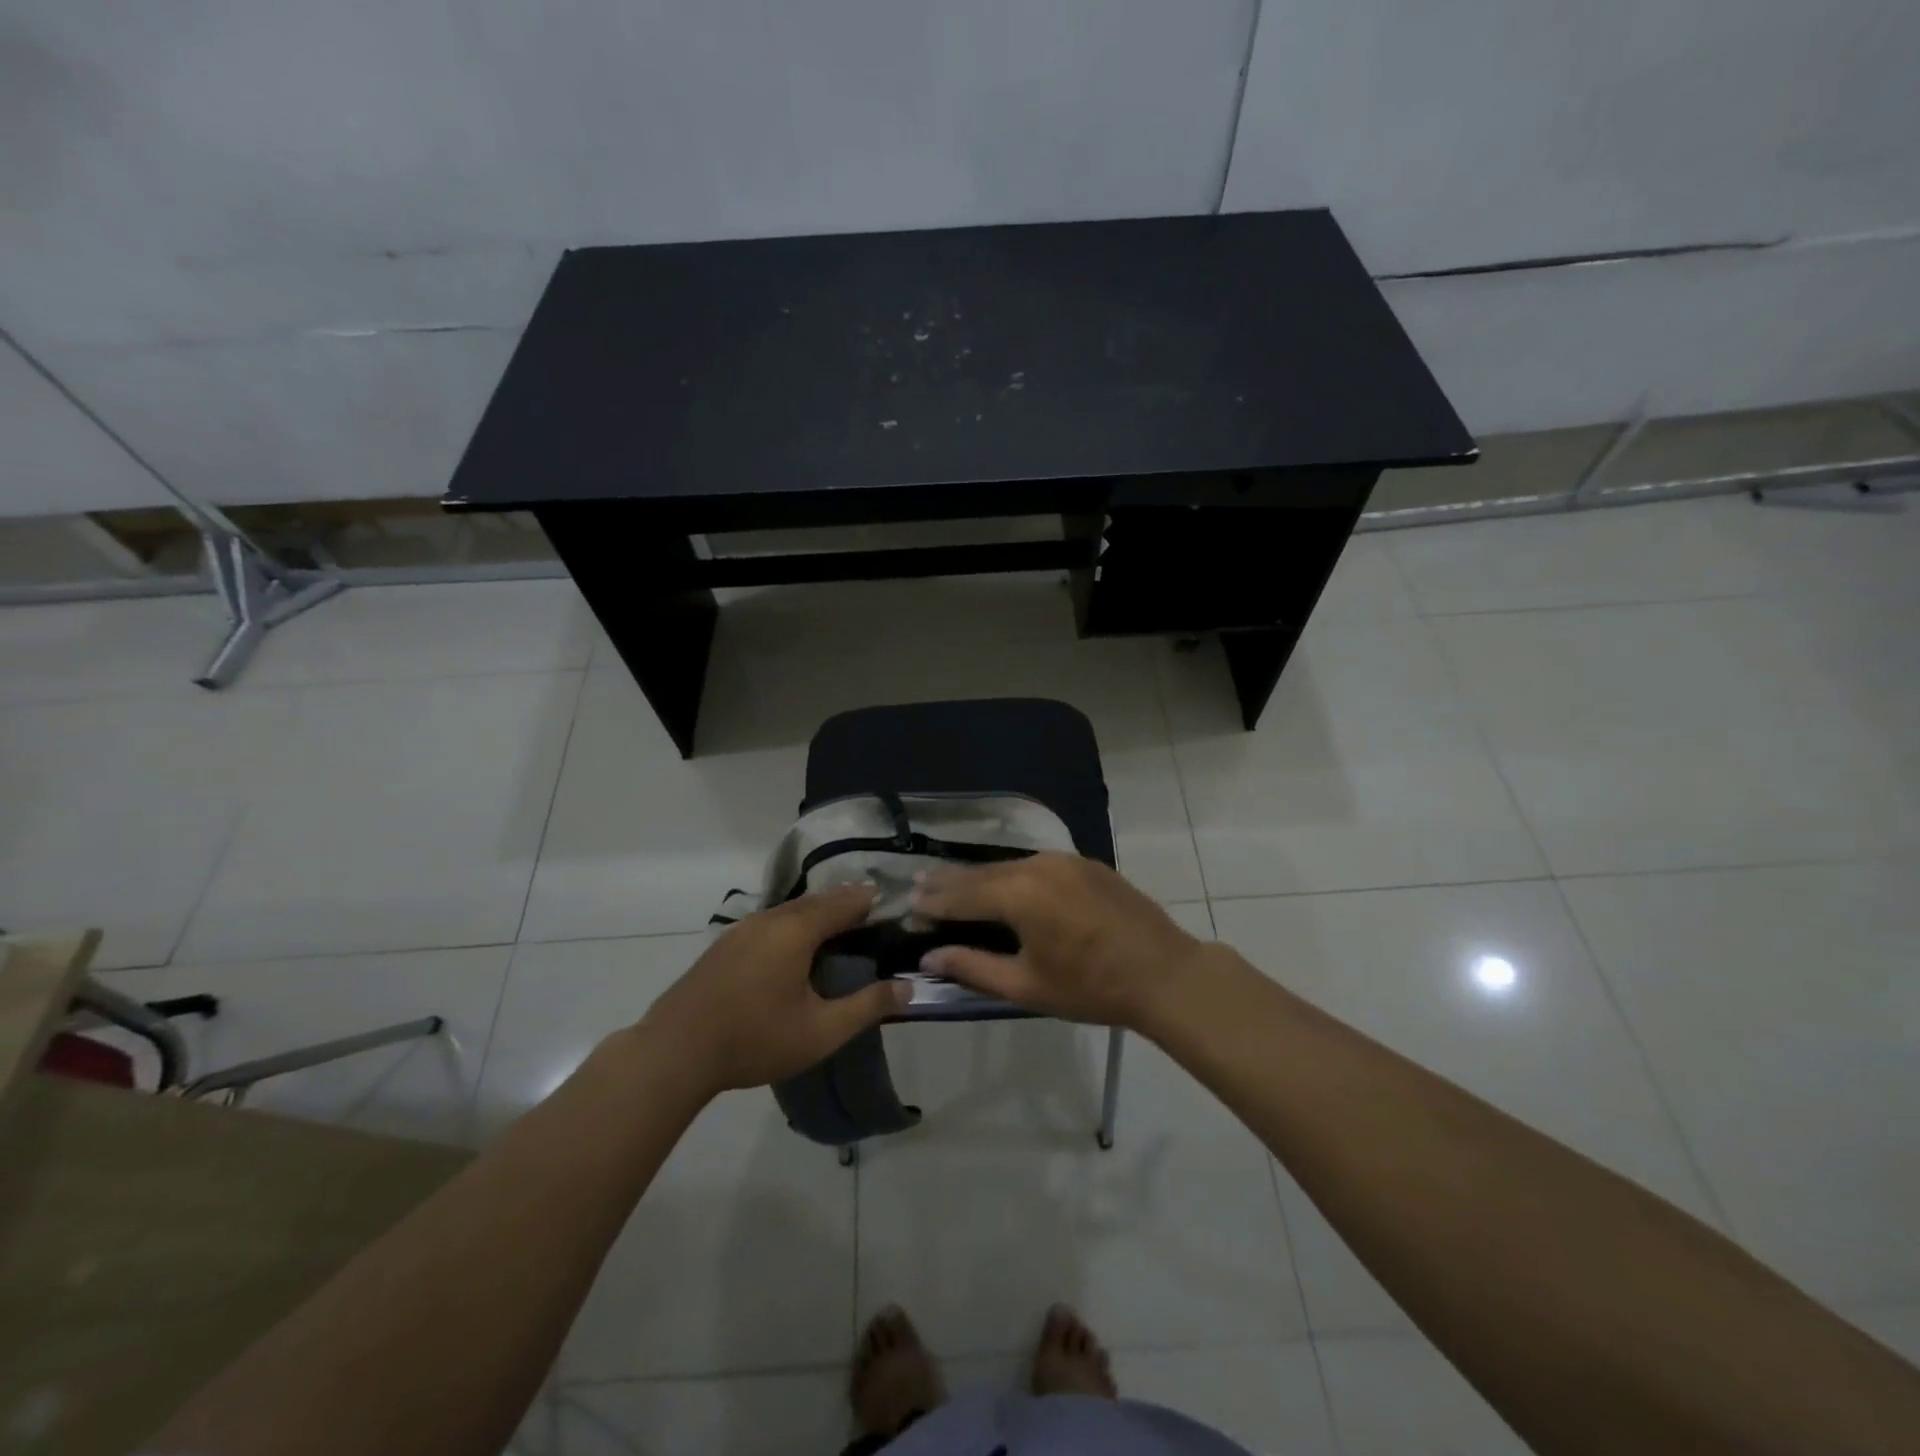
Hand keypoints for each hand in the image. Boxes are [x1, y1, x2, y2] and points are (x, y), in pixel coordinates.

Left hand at [638, 882, 908, 1095]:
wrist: (675, 1051)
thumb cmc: (755, 1038)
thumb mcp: (821, 1031)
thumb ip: (867, 1007)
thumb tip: (908, 988)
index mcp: (797, 930)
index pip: (844, 903)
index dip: (870, 901)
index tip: (892, 902)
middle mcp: (770, 918)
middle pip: (817, 900)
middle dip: (845, 901)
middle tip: (870, 908)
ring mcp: (742, 929)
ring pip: (790, 909)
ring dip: (818, 910)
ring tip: (838, 921)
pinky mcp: (724, 945)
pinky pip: (771, 921)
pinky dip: (794, 921)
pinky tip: (794, 942)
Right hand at [912, 854, 1208, 1031]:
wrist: (1164, 973)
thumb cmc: (1091, 987)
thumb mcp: (1026, 985)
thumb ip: (973, 967)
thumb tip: (929, 957)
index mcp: (1019, 894)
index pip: (963, 895)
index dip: (934, 902)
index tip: (908, 905)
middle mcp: (1037, 866)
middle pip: (982, 873)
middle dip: (949, 882)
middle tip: (919, 885)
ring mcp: (1064, 860)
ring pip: (1009, 866)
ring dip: (979, 876)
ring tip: (951, 882)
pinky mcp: (1084, 863)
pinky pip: (1035, 865)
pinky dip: (1010, 874)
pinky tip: (1000, 882)